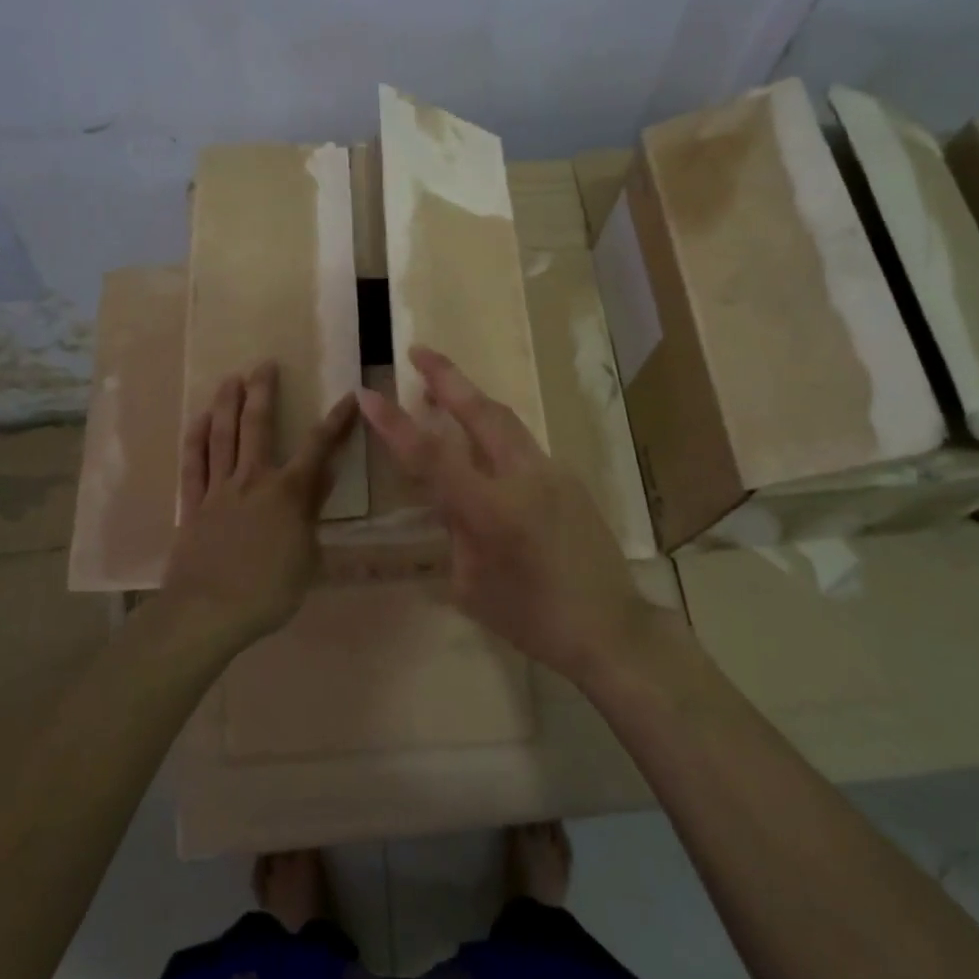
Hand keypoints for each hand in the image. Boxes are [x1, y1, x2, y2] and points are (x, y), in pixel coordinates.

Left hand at [161, 362, 357, 649]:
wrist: (208, 612)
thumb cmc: (269, 591)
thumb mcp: (308, 556)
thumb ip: (313, 511)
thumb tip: (324, 474)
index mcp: (288, 493)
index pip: (318, 447)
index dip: (335, 421)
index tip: (348, 396)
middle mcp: (253, 480)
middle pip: (257, 426)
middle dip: (263, 392)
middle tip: (264, 364)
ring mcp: (218, 490)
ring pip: (222, 437)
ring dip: (226, 405)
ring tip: (230, 378)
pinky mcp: (192, 505)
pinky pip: (193, 465)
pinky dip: (195, 440)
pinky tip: (197, 421)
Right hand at [356, 346, 645, 683]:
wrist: (610, 628)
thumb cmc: (532, 620)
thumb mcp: (472, 585)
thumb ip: (456, 531)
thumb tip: (452, 499)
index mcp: (491, 510)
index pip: (432, 456)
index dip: (395, 424)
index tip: (367, 394)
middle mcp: (524, 478)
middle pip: (481, 411)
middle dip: (447, 377)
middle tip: (418, 351)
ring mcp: (553, 473)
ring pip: (506, 421)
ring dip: (472, 400)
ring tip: (441, 390)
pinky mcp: (569, 478)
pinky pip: (523, 446)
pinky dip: (494, 433)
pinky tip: (482, 447)